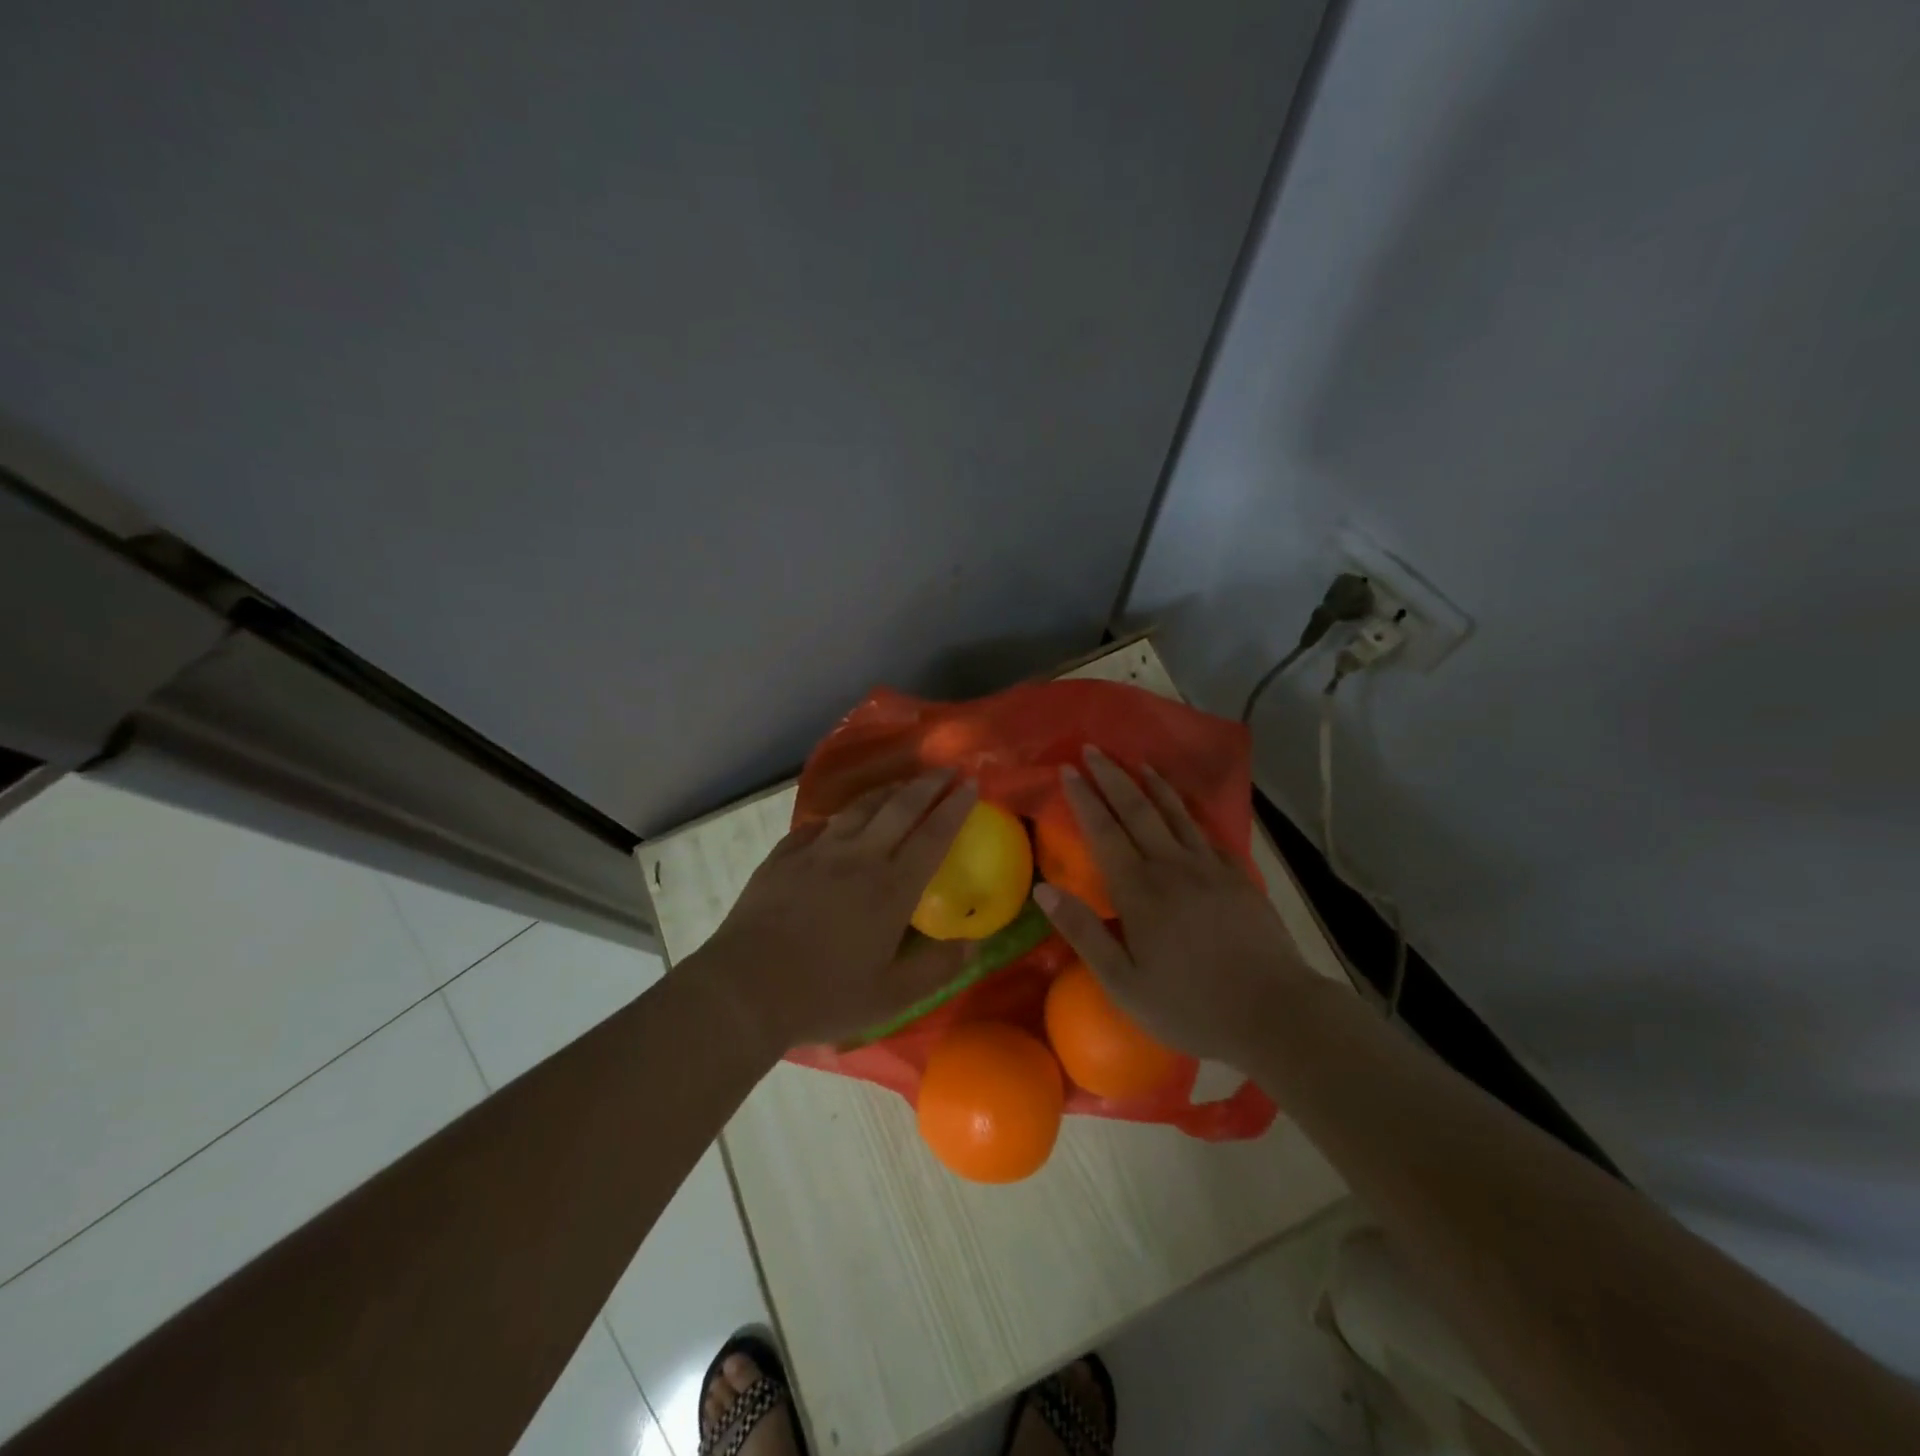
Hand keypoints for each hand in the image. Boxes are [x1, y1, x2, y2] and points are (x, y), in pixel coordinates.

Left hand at [698, 773, 978, 1054]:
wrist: (745, 988)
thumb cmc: (824, 995)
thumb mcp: (891, 997)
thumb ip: (936, 969)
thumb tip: (973, 946)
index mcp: (892, 888)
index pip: (933, 835)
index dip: (955, 808)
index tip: (971, 785)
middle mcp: (859, 857)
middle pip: (899, 807)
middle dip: (927, 785)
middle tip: (945, 771)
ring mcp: (818, 852)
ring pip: (859, 808)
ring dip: (887, 791)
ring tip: (901, 784)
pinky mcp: (784, 856)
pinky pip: (817, 826)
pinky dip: (837, 818)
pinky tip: (839, 820)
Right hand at [1032, 747, 1312, 1069]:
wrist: (1274, 1012)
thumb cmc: (1190, 1005)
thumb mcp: (1123, 982)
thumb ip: (1083, 933)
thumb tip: (1043, 891)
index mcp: (1139, 890)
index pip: (1104, 831)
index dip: (1085, 798)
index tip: (1069, 769)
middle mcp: (1171, 866)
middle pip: (1137, 810)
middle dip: (1113, 776)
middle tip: (1094, 748)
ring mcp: (1209, 868)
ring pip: (1175, 813)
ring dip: (1153, 784)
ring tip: (1138, 761)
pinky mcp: (1237, 877)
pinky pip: (1206, 832)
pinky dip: (1189, 811)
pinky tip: (1185, 806)